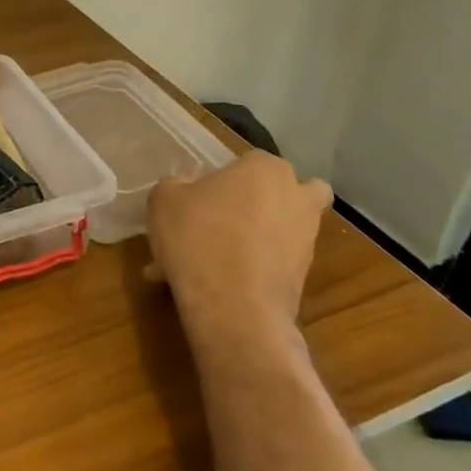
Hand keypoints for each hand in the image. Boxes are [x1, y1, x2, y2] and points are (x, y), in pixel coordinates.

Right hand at [146, 151, 331, 360]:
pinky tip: (208, 285)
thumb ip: (176, 186)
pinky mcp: (303, 278)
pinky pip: (267, 265)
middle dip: (252, 206)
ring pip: (272, 232)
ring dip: (246, 241)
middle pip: (277, 194)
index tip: (196, 199)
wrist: (234, 308)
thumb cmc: (198, 237)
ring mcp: (306, 240)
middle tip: (214, 223)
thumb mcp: (164, 199)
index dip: (221, 180)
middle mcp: (297, 198)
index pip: (247, 162)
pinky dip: (245, 271)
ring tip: (201, 262)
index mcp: (267, 169)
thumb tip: (185, 191)